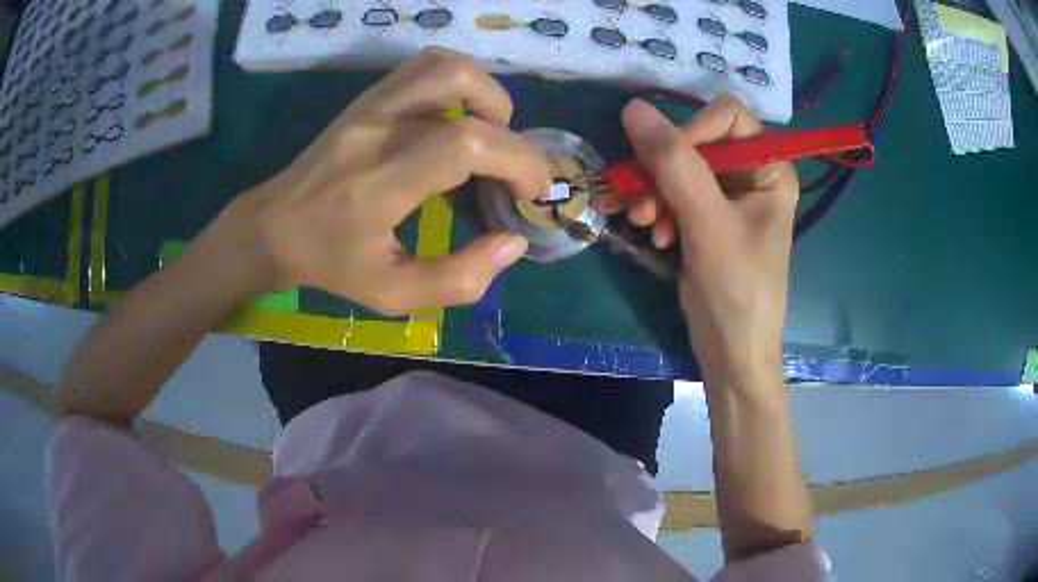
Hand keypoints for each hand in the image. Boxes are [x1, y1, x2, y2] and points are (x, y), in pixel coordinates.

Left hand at [223, 48, 551, 314]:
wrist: (274, 226)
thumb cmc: (330, 263)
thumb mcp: (392, 293)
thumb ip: (458, 278)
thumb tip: (512, 242)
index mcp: (379, 183)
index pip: (464, 143)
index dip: (517, 161)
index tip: (532, 192)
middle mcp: (377, 129)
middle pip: (462, 86)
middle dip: (511, 132)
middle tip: (511, 170)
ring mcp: (370, 104)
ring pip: (445, 64)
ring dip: (487, 95)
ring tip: (489, 136)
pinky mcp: (368, 97)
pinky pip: (426, 66)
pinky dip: (461, 83)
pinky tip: (459, 119)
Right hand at [609, 97, 798, 377]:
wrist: (731, 352)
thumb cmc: (736, 290)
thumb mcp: (708, 223)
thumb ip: (674, 163)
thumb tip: (634, 108)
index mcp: (770, 169)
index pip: (727, 117)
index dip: (691, 130)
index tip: (663, 164)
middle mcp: (751, 175)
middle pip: (697, 142)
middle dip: (663, 170)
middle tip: (640, 204)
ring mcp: (727, 197)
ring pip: (678, 168)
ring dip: (653, 192)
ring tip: (642, 224)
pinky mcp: (706, 218)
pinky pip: (672, 194)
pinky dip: (656, 210)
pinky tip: (653, 236)